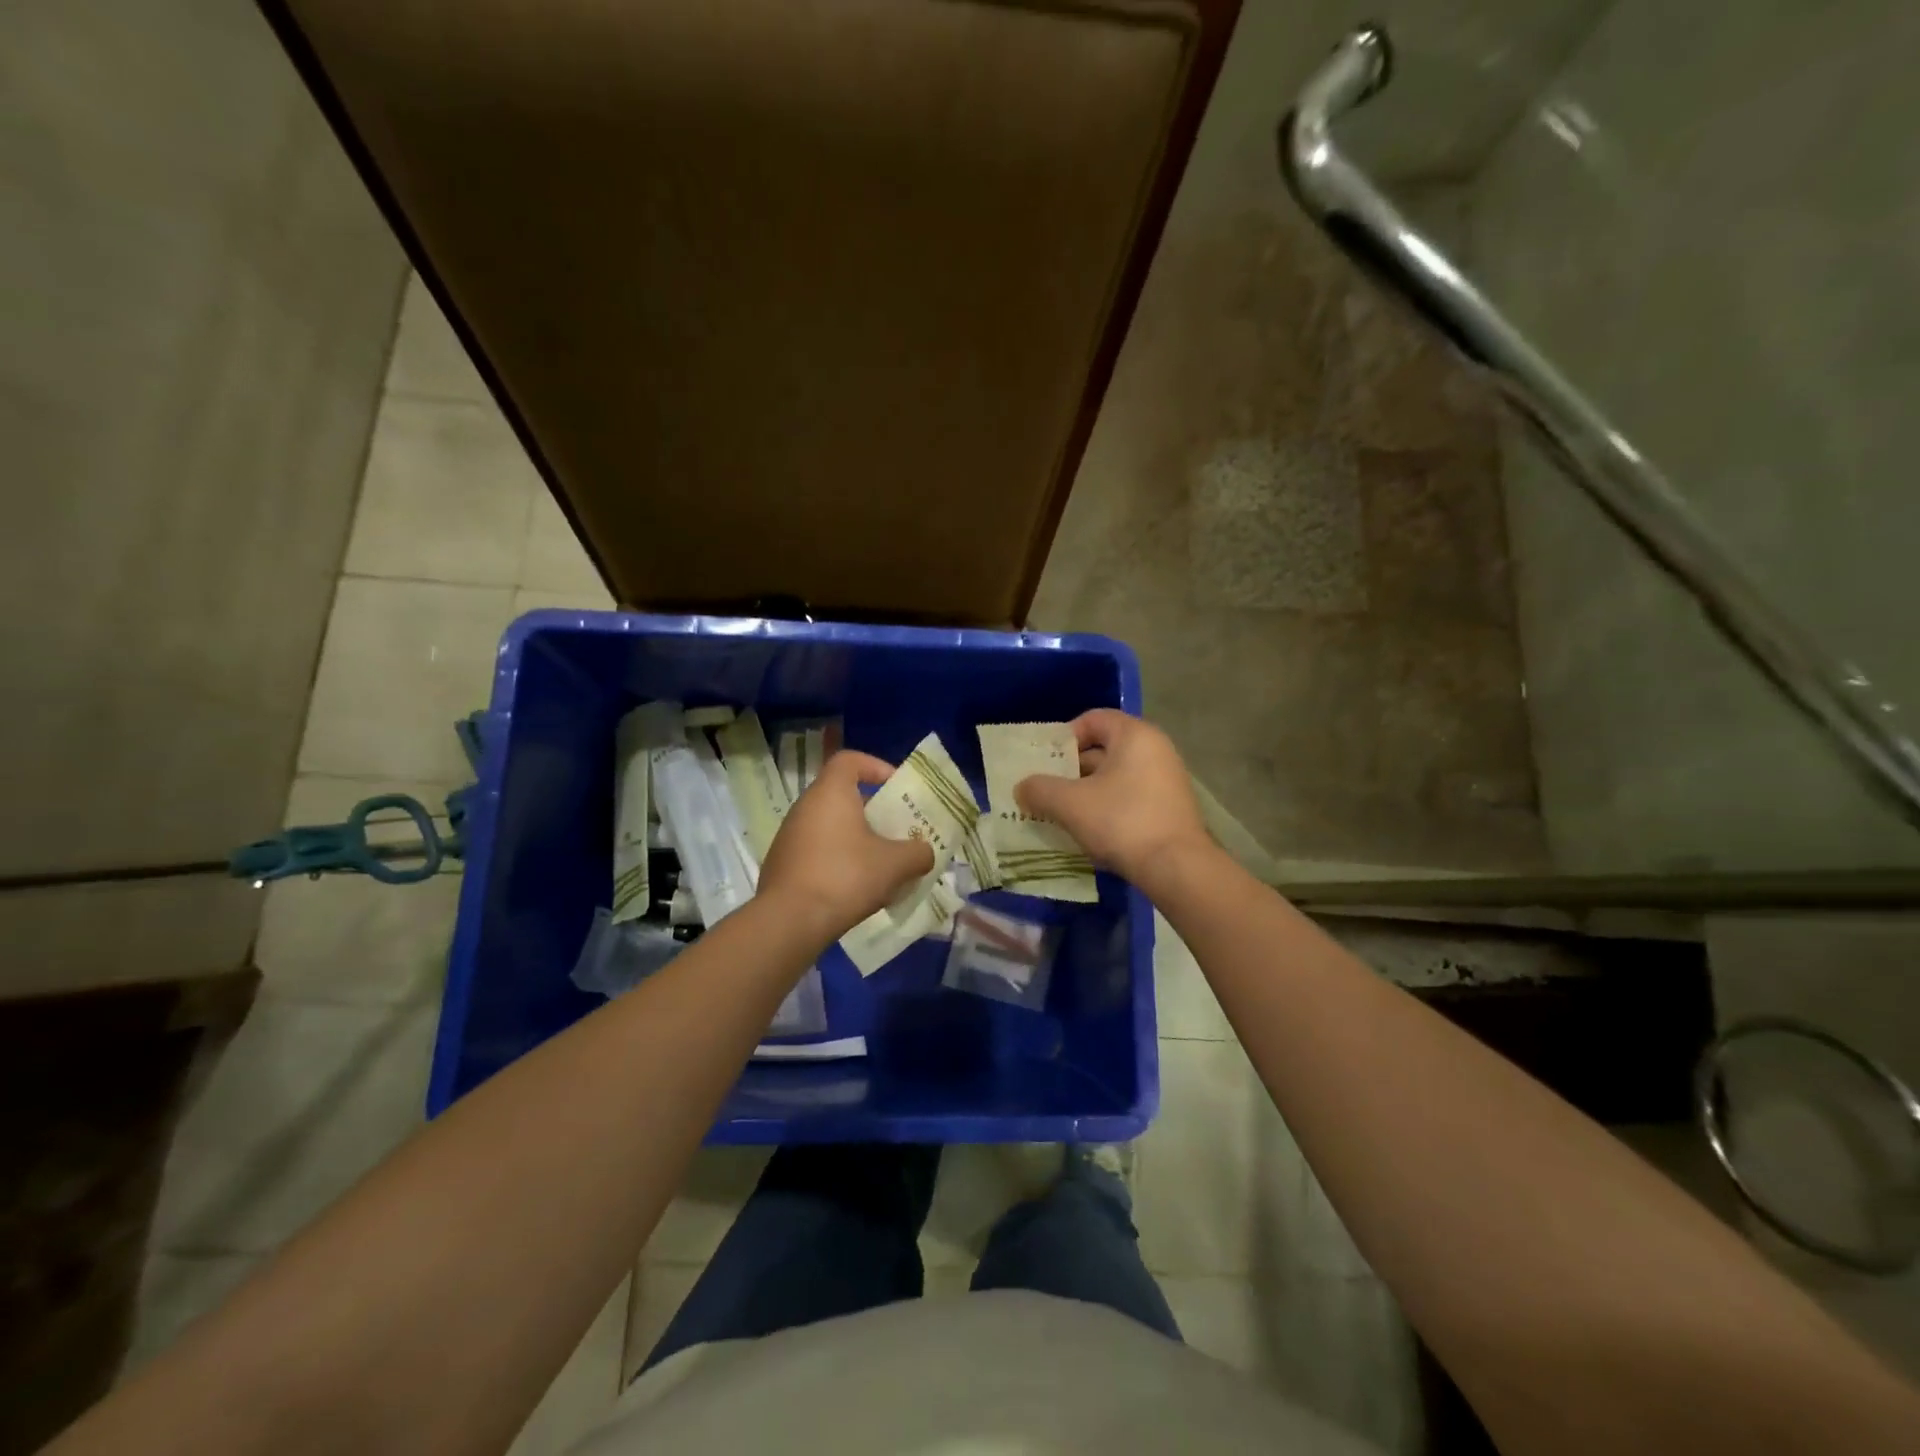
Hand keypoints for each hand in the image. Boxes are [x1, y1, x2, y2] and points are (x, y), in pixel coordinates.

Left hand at [758, 750, 934, 941]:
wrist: (788, 922)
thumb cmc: (845, 877)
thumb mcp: (895, 865)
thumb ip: (918, 853)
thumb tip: (924, 853)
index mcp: (830, 793)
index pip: (850, 760)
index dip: (876, 767)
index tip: (896, 788)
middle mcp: (805, 807)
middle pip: (843, 796)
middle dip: (873, 811)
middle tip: (897, 831)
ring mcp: (790, 836)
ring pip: (831, 826)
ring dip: (857, 839)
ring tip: (881, 864)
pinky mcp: (783, 864)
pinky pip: (817, 851)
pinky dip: (838, 860)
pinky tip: (855, 887)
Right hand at [1014, 710, 1213, 887]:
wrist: (1176, 868)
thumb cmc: (1122, 822)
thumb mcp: (1070, 804)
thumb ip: (1040, 789)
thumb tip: (1022, 787)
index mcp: (1135, 735)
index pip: (1093, 719)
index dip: (1064, 737)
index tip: (1045, 762)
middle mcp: (1156, 749)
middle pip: (1104, 748)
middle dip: (1071, 769)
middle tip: (1045, 790)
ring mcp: (1167, 779)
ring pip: (1115, 776)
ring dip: (1087, 791)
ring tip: (1061, 813)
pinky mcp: (1170, 807)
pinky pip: (1130, 796)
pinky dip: (1107, 806)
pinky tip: (1090, 830)